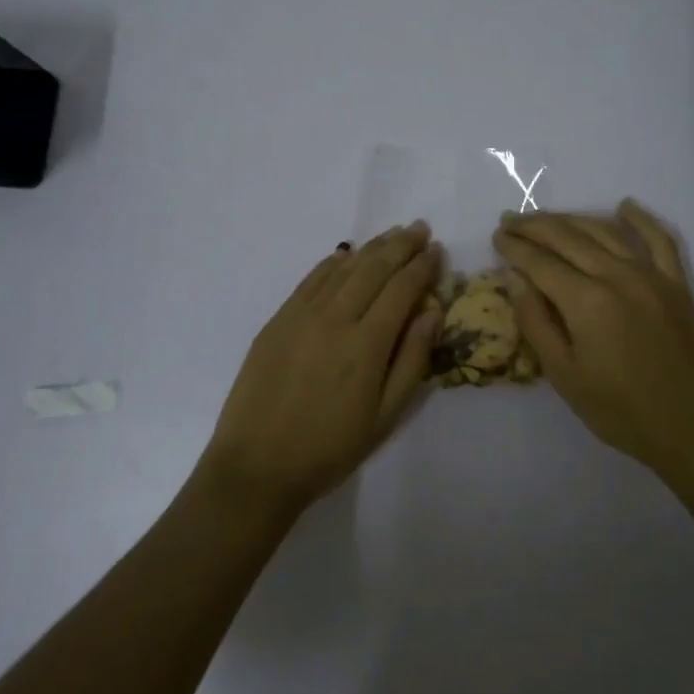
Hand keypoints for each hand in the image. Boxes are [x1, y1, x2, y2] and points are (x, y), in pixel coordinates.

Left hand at [202, 222, 440, 514]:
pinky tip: (347, 255)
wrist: (257, 465)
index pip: (402, 290)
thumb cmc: (329, 448)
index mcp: (367, 344)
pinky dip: (334, 262)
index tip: (437, 250)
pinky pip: (311, 279)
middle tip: (420, 228)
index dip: (422, 267)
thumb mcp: (385, 417)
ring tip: (392, 234)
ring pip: (344, 268)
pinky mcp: (278, 319)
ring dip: (371, 248)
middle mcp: (335, 318)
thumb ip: (412, 360)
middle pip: (374, 268)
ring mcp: (302, 315)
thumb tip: (432, 312)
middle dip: (401, 245)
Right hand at [494, 200, 693, 481]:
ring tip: (547, 218)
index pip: (540, 261)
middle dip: (535, 227)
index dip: (515, 247)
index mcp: (586, 301)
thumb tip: (515, 277)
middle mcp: (617, 275)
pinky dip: (640, 220)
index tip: (496, 236)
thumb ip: (535, 321)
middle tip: (511, 221)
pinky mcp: (676, 283)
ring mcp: (651, 275)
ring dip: (571, 219)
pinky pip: (658, 240)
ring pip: (604, 231)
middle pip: (567, 237)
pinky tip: (623, 207)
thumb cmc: (620, 411)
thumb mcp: (564, 375)